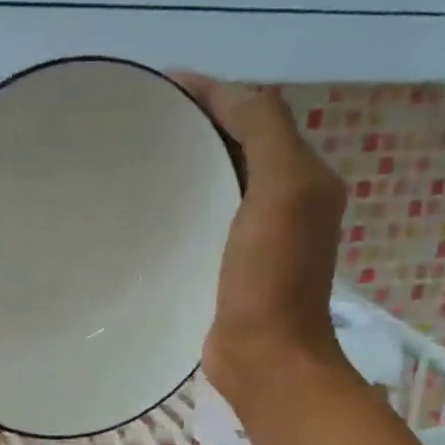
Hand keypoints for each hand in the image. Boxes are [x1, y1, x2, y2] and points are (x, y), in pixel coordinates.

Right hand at [172, 75, 349, 412]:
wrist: (265, 357)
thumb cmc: (273, 276)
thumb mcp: (283, 189)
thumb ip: (265, 130)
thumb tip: (225, 93)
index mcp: (304, 176)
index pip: (257, 114)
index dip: (214, 93)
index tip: (159, 87)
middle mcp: (286, 198)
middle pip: (239, 143)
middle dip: (198, 124)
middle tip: (144, 120)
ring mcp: (258, 234)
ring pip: (221, 179)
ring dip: (189, 162)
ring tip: (140, 155)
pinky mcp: (230, 263)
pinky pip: (206, 216)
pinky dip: (184, 201)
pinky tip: (152, 205)